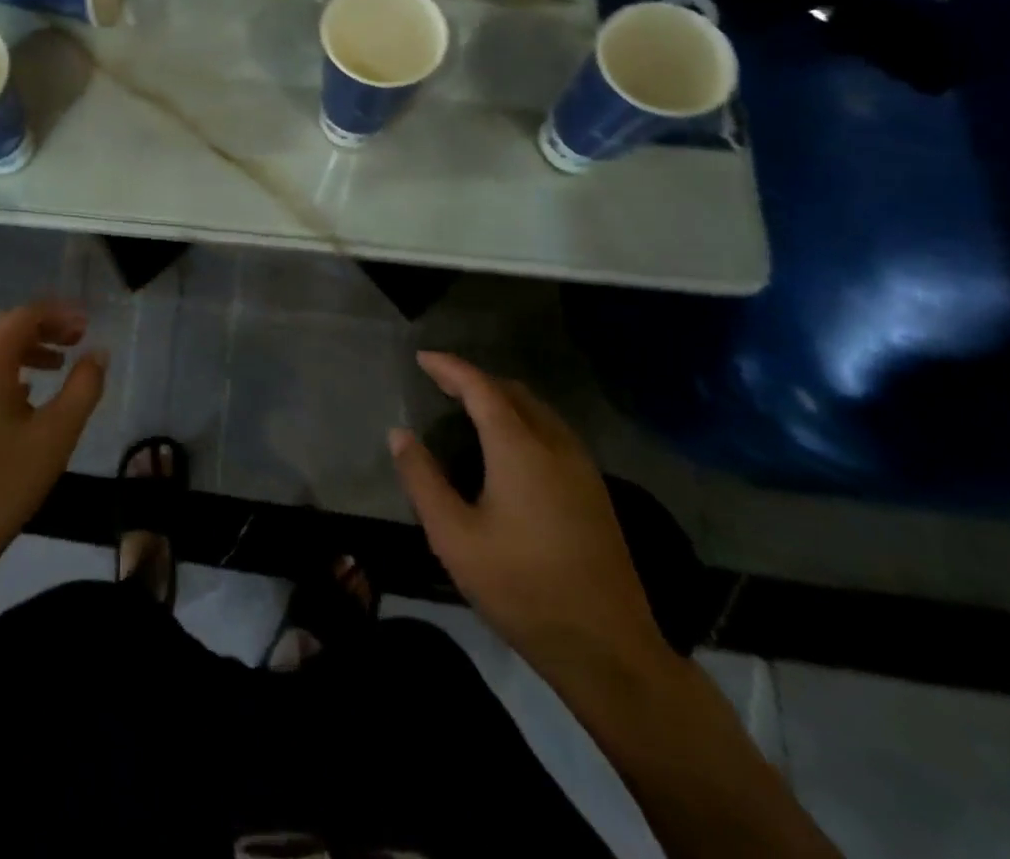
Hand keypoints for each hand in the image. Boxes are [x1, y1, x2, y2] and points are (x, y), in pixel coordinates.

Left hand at [0, 299, 106, 591]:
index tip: (87, 325)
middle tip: (78, 339)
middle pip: (4, 327)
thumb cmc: (2, 485)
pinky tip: (25, 394)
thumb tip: (98, 353)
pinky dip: (5, 369)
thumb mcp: (55, 436)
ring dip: (25, 348)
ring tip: (59, 364)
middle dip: (43, 327)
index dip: (59, 314)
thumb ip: (83, 387)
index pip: (24, 316)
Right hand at [389, 352, 671, 692]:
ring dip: (502, 399)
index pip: (481, 388)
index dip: (450, 368)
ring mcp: (583, 469)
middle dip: (475, 379)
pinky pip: (553, 433)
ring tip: (468, 408)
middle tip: (440, 383)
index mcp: (520, 448)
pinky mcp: (596, 493)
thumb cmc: (522, 588)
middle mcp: (555, 446)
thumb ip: (422, 479)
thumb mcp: (453, 537)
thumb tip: (400, 434)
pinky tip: (508, 447)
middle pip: (513, 392)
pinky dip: (523, 420)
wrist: (609, 650)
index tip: (423, 358)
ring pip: (538, 411)